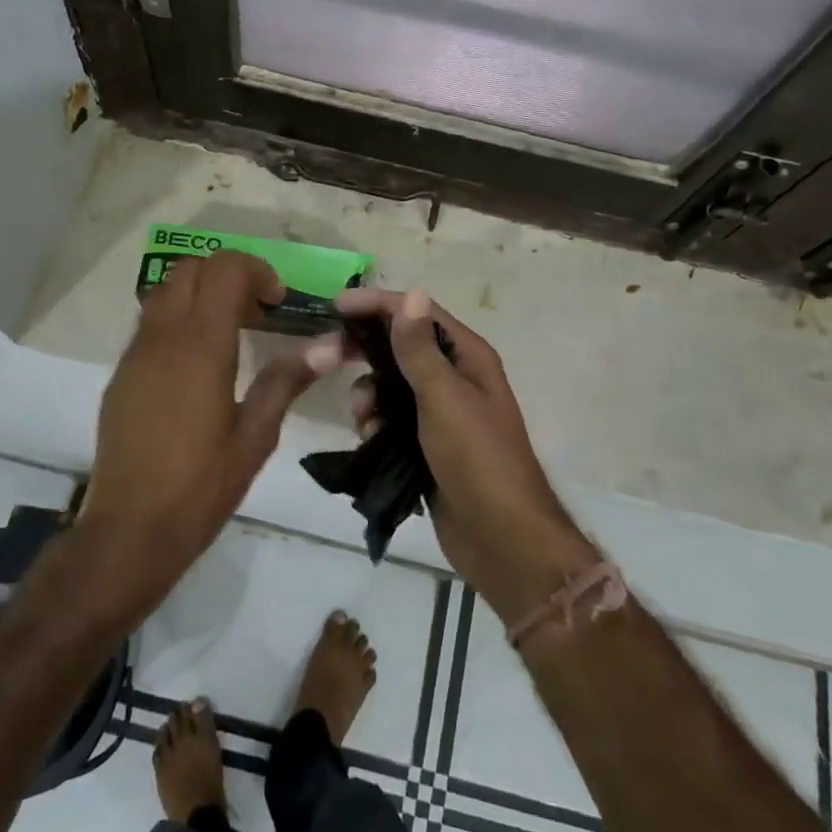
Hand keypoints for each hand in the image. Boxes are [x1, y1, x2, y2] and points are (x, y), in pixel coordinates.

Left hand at [79, 252, 320, 612]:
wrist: (129, 529)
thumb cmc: (201, 486)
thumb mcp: (255, 436)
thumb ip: (286, 381)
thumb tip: (328, 345)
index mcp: (200, 346)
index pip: (224, 270)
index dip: (256, 271)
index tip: (278, 301)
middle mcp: (163, 337)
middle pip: (192, 268)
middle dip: (228, 274)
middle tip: (257, 311)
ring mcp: (136, 353)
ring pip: (166, 290)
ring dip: (201, 293)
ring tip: (230, 332)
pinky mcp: (122, 373)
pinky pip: (151, 322)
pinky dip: (179, 318)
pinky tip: (198, 364)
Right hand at [332, 288, 599, 620]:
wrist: (501, 538)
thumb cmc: (477, 458)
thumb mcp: (444, 397)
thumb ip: (420, 348)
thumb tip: (412, 293)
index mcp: (467, 356)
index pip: (418, 313)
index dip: (379, 304)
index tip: (336, 306)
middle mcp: (455, 377)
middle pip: (401, 347)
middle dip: (366, 351)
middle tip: (329, 357)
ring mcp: (440, 412)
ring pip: (390, 385)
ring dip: (369, 394)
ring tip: (363, 418)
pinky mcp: (426, 444)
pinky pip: (390, 419)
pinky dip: (375, 423)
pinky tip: (368, 439)